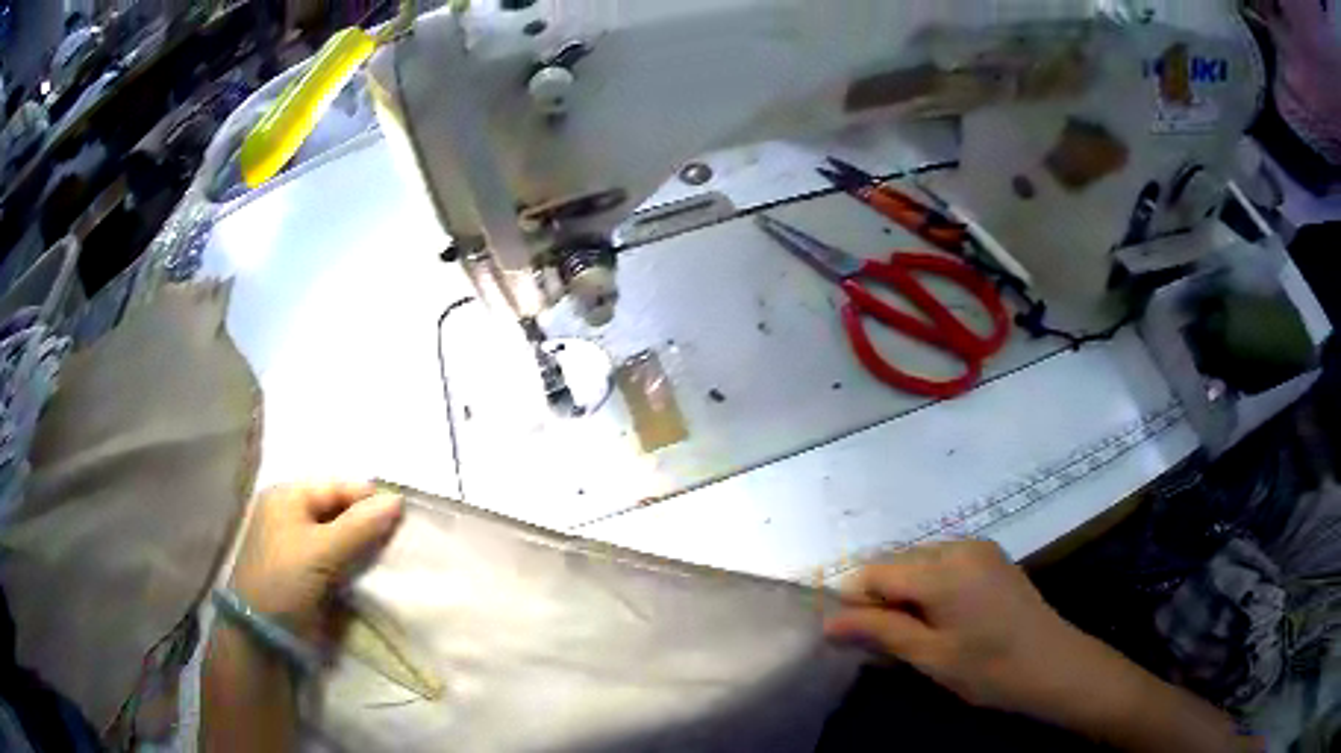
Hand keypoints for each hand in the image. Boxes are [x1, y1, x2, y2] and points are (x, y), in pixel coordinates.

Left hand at [229, 481, 403, 642]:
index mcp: (288, 496)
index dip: (368, 499)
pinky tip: (374, 571)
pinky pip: (336, 557)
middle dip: (367, 522)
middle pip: (338, 509)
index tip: (403, 516)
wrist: (262, 632)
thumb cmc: (285, 579)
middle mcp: (291, 513)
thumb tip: (398, 499)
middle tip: (400, 539)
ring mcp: (297, 543)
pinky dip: (354, 562)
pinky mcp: (305, 570)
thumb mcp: (322, 550)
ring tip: (393, 556)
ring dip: (363, 545)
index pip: (337, 486)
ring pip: (340, 535)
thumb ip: (360, 525)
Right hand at [824, 541, 1132, 721]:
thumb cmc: (989, 668)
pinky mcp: (992, 558)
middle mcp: (959, 546)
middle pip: (898, 562)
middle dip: (881, 597)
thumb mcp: (930, 656)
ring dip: (905, 592)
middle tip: (883, 642)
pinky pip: (945, 562)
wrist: (1054, 665)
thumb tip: (828, 622)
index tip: (851, 637)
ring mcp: (980, 548)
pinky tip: (940, 618)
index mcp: (943, 569)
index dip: (855, 602)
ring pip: (921, 561)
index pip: (876, 571)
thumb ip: (879, 632)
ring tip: (912, 633)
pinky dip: (929, 586)